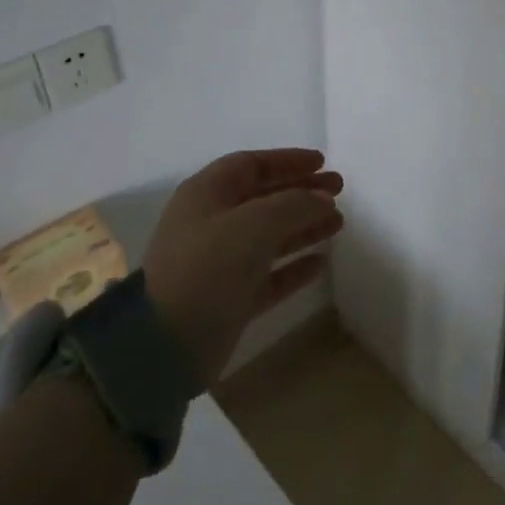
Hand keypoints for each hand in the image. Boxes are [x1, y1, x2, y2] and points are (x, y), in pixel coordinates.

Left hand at [142, 148, 343, 384]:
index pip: (251, 165)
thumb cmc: (207, 267)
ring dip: (304, 226)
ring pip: (270, 235)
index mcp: (207, 194)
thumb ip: (294, 204)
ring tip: (339, 223)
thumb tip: (323, 198)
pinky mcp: (230, 298)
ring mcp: (220, 262)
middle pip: (264, 198)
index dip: (288, 161)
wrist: (164, 343)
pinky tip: (321, 262)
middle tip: (340, 192)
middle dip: (302, 192)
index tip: (323, 163)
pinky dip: (294, 265)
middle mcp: (212, 223)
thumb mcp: (254, 224)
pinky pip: (269, 274)